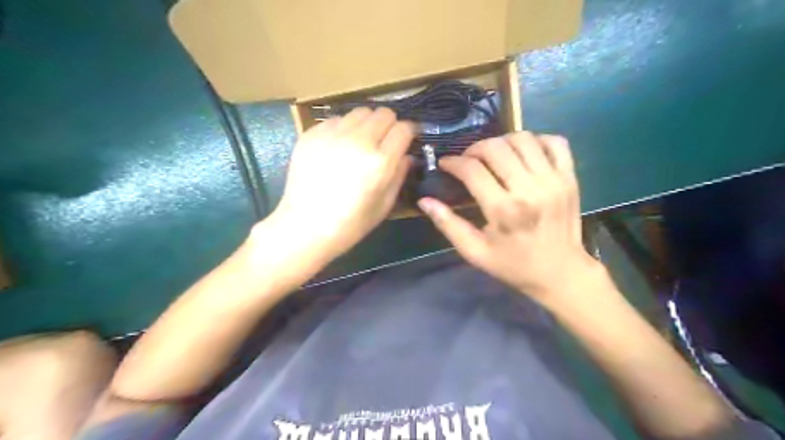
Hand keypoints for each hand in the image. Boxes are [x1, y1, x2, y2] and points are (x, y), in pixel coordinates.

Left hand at [261, 107, 412, 263]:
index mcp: (380, 161)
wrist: (306, 227)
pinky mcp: (311, 134)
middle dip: (389, 124)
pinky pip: (335, 120)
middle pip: (383, 113)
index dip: (408, 132)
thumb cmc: (350, 223)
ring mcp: (332, 135)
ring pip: (359, 112)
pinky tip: (337, 148)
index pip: (404, 128)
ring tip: (360, 141)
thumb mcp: (384, 205)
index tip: (406, 139)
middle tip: (383, 140)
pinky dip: (342, 128)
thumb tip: (407, 156)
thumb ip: (399, 175)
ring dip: (366, 123)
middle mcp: (359, 141)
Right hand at [416, 133, 601, 302]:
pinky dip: (536, 141)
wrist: (561, 273)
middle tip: (467, 160)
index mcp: (503, 210)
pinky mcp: (570, 177)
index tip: (446, 164)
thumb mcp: (475, 252)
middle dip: (474, 148)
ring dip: (502, 142)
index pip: (472, 169)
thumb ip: (448, 225)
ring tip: (493, 156)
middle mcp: (529, 189)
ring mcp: (554, 180)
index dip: (453, 162)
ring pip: (523, 138)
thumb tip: (424, 201)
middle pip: (496, 147)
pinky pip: (554, 142)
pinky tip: (523, 154)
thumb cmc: (514, 266)